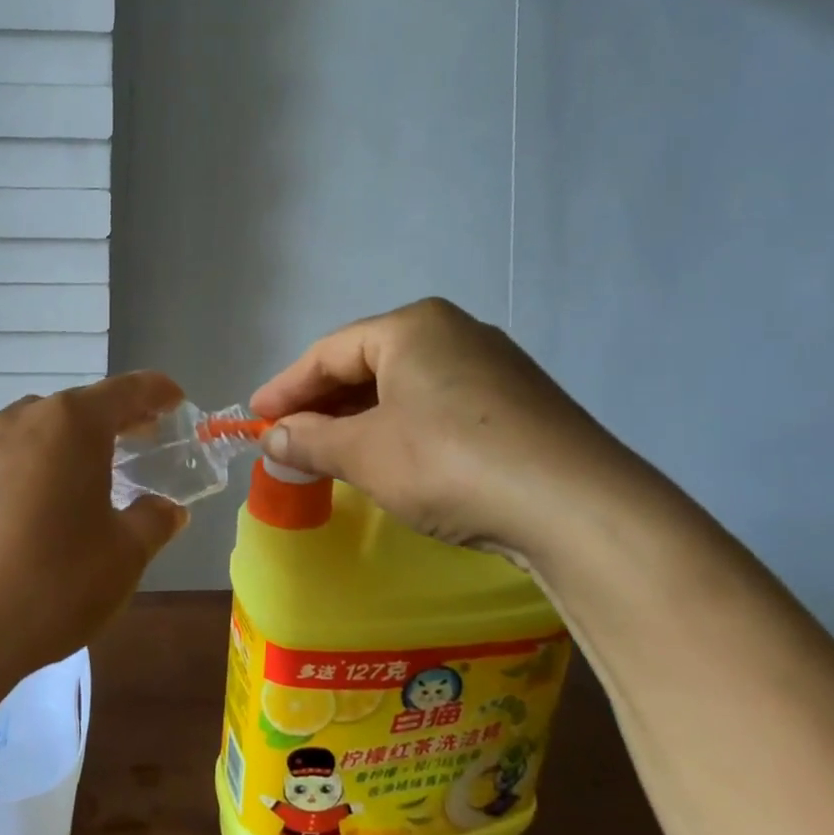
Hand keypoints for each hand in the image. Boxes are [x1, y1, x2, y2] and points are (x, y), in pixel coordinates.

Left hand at [0, 373, 189, 688]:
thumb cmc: (54, 581)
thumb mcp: (124, 555)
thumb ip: (153, 521)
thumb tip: (165, 509)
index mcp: (70, 424)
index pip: (124, 391)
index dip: (155, 391)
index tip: (175, 399)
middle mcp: (22, 420)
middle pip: (77, 406)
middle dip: (113, 419)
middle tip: (140, 439)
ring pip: (37, 430)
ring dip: (68, 442)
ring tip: (87, 476)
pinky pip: (5, 457)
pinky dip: (32, 466)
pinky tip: (36, 508)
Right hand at [249, 298, 643, 568]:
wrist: (579, 508)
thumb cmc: (449, 463)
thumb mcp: (364, 454)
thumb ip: (309, 440)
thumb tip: (272, 439)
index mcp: (412, 326)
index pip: (329, 352)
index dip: (285, 387)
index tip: (254, 418)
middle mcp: (453, 332)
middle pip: (366, 365)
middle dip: (322, 404)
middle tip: (287, 438)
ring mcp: (493, 366)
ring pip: (403, 386)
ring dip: (360, 419)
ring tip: (331, 452)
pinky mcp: (518, 403)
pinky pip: (438, 405)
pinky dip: (401, 428)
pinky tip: (391, 458)